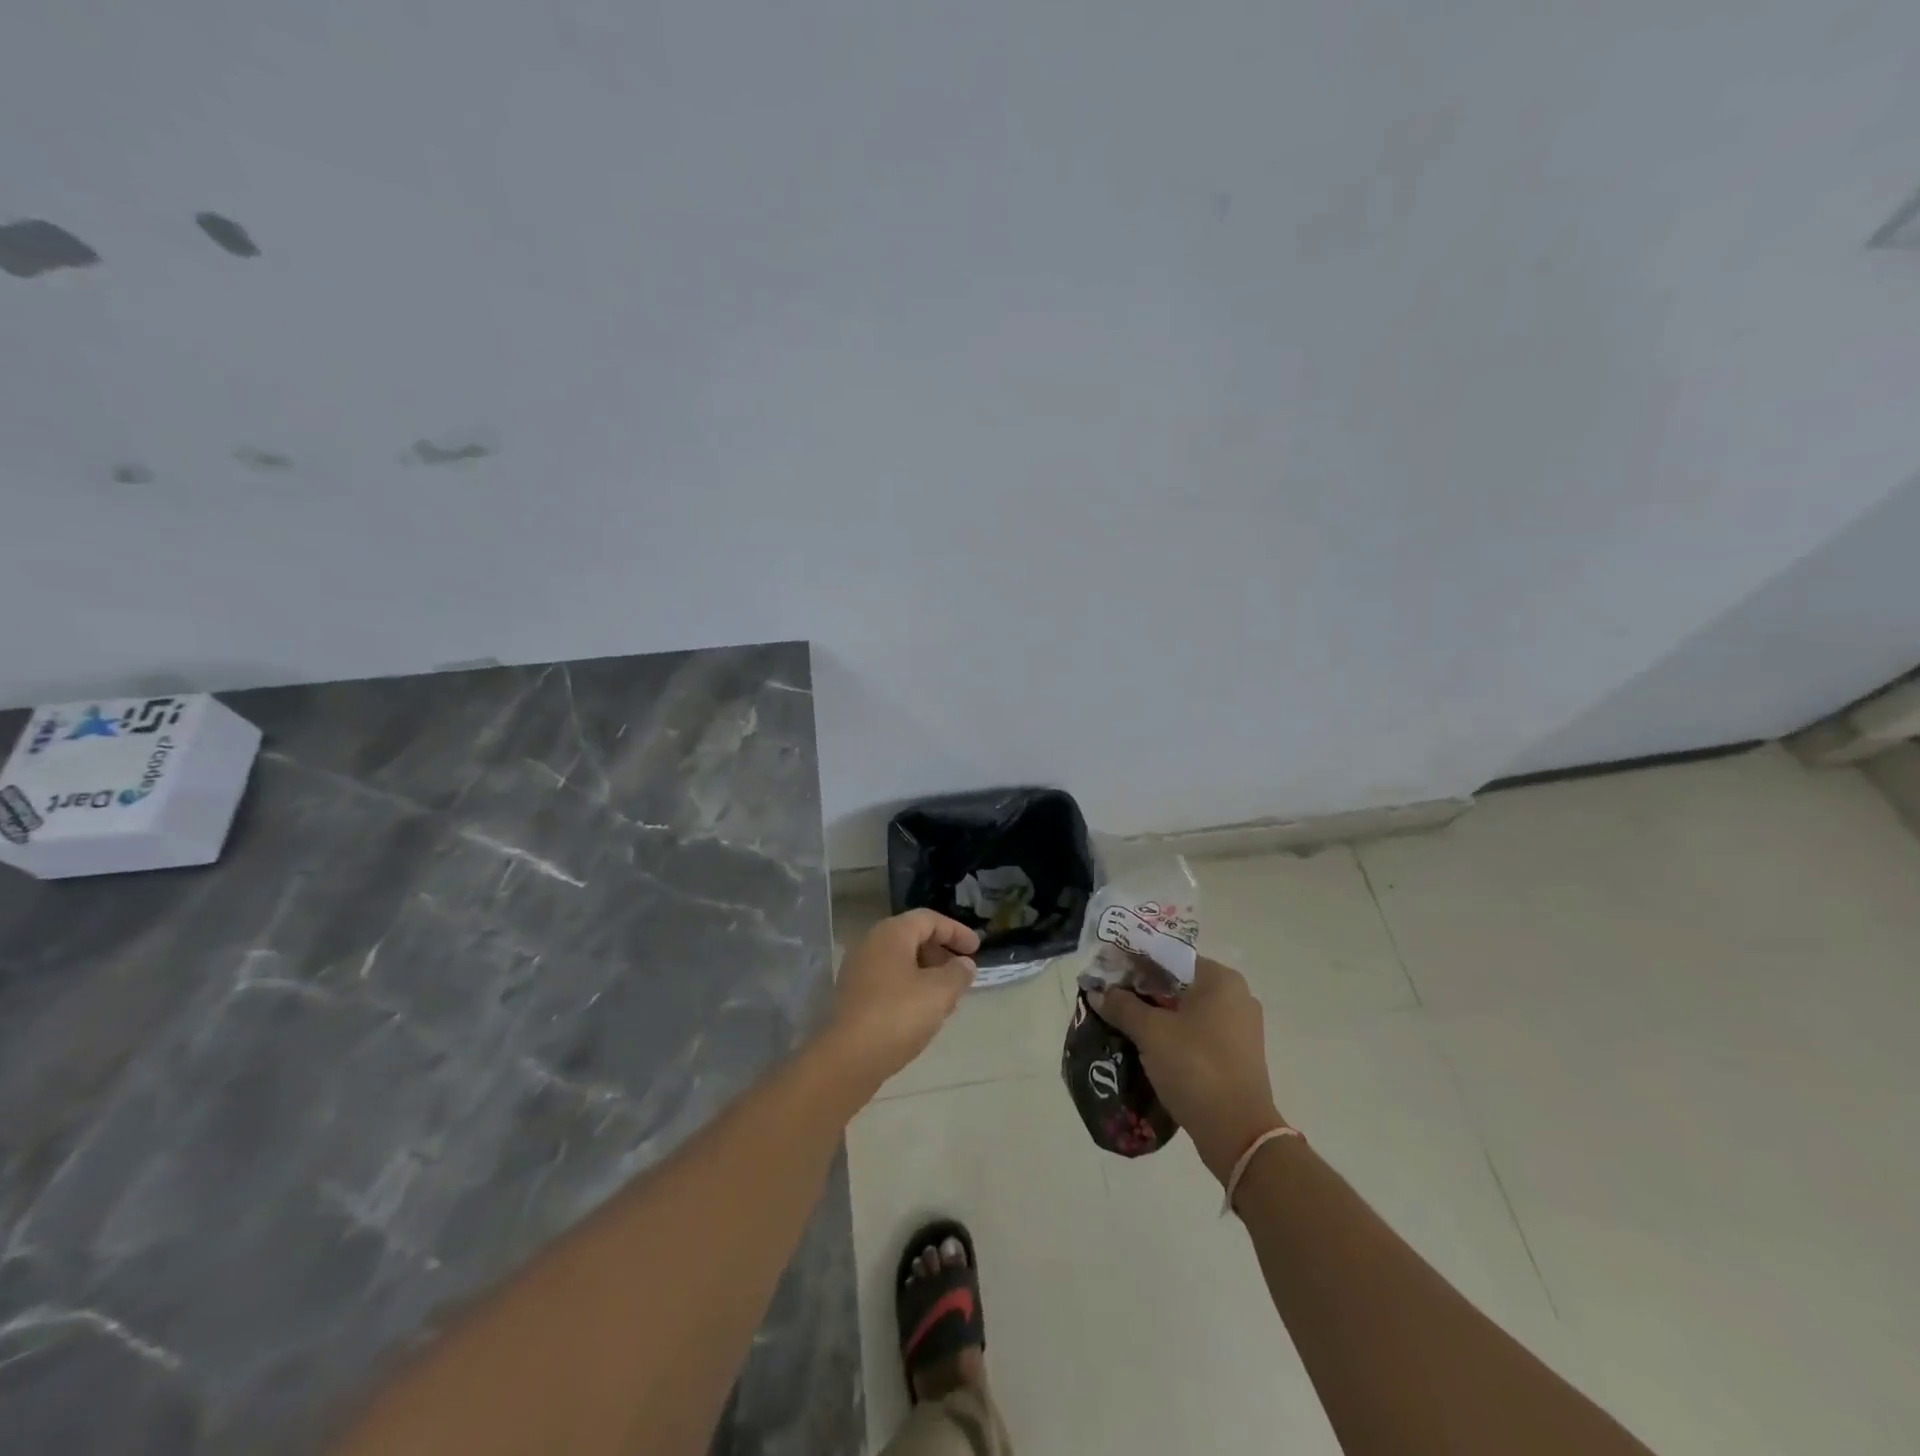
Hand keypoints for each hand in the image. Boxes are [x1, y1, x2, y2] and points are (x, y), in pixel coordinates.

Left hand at [820, 910, 979, 1093]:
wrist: (848, 1058)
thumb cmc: (898, 1015)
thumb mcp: (940, 992)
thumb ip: (958, 973)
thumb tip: (964, 965)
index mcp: (891, 933)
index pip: (929, 919)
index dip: (956, 931)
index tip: (977, 949)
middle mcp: (870, 944)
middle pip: (913, 938)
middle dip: (941, 953)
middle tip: (962, 974)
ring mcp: (858, 971)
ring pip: (901, 962)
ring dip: (927, 974)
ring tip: (947, 997)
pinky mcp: (853, 997)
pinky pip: (888, 981)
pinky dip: (910, 988)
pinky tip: (923, 1013)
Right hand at [1091, 956, 1285, 1183]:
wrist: (1238, 1134)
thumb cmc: (1195, 1067)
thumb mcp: (1151, 1033)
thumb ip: (1122, 1006)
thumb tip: (1096, 991)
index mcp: (1220, 979)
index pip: (1170, 957)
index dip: (1136, 962)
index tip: (1109, 973)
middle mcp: (1236, 996)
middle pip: (1178, 983)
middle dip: (1144, 990)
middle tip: (1110, 998)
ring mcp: (1241, 1028)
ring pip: (1187, 1010)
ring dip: (1157, 1014)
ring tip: (1123, 1022)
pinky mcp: (1238, 1055)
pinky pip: (1198, 1032)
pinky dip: (1174, 1034)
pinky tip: (1148, 1046)